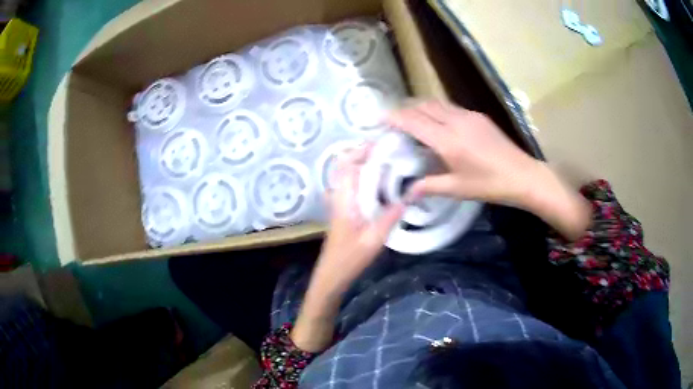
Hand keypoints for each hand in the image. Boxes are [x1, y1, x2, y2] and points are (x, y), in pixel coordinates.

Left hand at [291, 145, 404, 351]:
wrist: (331, 276)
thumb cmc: (349, 259)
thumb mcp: (373, 240)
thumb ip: (390, 217)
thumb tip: (409, 195)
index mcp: (344, 200)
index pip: (348, 165)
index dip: (362, 150)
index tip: (382, 142)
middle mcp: (339, 197)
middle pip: (346, 166)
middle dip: (364, 153)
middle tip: (390, 150)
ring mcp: (339, 203)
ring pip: (349, 175)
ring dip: (364, 164)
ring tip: (389, 161)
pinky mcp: (343, 211)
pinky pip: (352, 186)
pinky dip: (364, 177)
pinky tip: (381, 183)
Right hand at [388, 100, 590, 239]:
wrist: (523, 175)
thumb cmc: (490, 185)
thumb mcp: (458, 189)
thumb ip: (429, 186)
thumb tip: (407, 192)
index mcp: (448, 141)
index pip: (414, 122)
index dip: (394, 117)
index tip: (379, 118)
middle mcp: (455, 122)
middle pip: (423, 106)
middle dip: (405, 109)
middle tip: (394, 119)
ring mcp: (468, 116)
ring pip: (437, 103)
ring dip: (421, 107)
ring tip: (412, 119)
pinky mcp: (478, 116)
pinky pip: (450, 107)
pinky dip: (436, 111)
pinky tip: (438, 123)